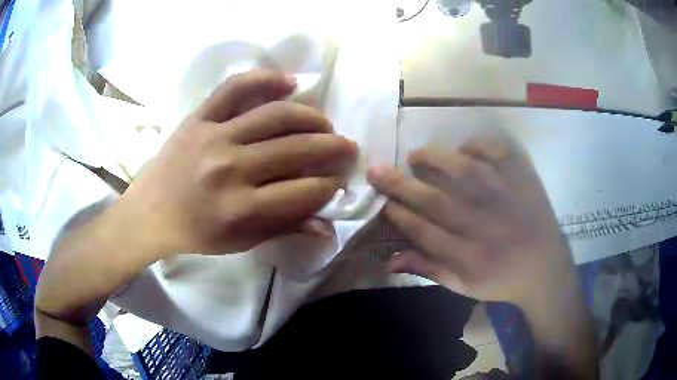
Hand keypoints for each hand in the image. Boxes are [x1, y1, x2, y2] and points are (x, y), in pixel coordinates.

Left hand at [115, 69, 356, 256]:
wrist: (151, 212)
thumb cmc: (196, 233)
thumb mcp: (241, 241)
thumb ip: (284, 229)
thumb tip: (328, 226)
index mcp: (240, 208)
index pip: (302, 191)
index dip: (328, 185)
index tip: (338, 181)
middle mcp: (229, 169)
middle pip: (296, 149)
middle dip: (332, 148)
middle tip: (347, 147)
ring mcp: (212, 137)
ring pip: (275, 115)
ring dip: (310, 117)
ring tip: (324, 123)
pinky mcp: (198, 118)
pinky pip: (234, 88)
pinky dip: (264, 79)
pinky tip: (289, 82)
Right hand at [367, 133, 574, 310]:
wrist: (545, 269)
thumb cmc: (501, 280)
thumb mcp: (463, 286)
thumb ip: (428, 270)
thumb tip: (389, 259)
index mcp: (468, 257)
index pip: (423, 231)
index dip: (398, 214)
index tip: (382, 201)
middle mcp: (484, 227)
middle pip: (435, 201)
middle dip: (401, 184)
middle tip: (377, 170)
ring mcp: (506, 199)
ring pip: (465, 172)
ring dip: (435, 159)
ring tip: (416, 156)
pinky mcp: (523, 181)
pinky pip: (499, 154)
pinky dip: (479, 146)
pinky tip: (464, 149)